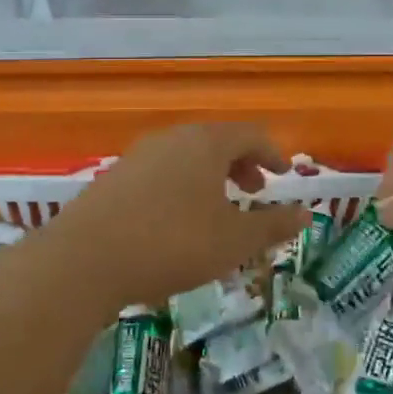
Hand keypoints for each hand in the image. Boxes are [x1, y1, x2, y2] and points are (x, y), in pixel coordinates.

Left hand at [39, 123, 309, 308]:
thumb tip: (306, 214)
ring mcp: (138, 155)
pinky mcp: (114, 177)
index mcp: (206, 143)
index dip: (272, 153)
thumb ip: (272, 225)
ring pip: (186, 156)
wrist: (85, 258)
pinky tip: (176, 220)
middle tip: (254, 192)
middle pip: (216, 141)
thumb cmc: (173, 244)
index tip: (283, 174)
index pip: (250, 134)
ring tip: (217, 209)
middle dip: (240, 164)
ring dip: (210, 177)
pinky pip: (161, 172)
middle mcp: (172, 138)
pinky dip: (182, 186)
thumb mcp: (234, 241)